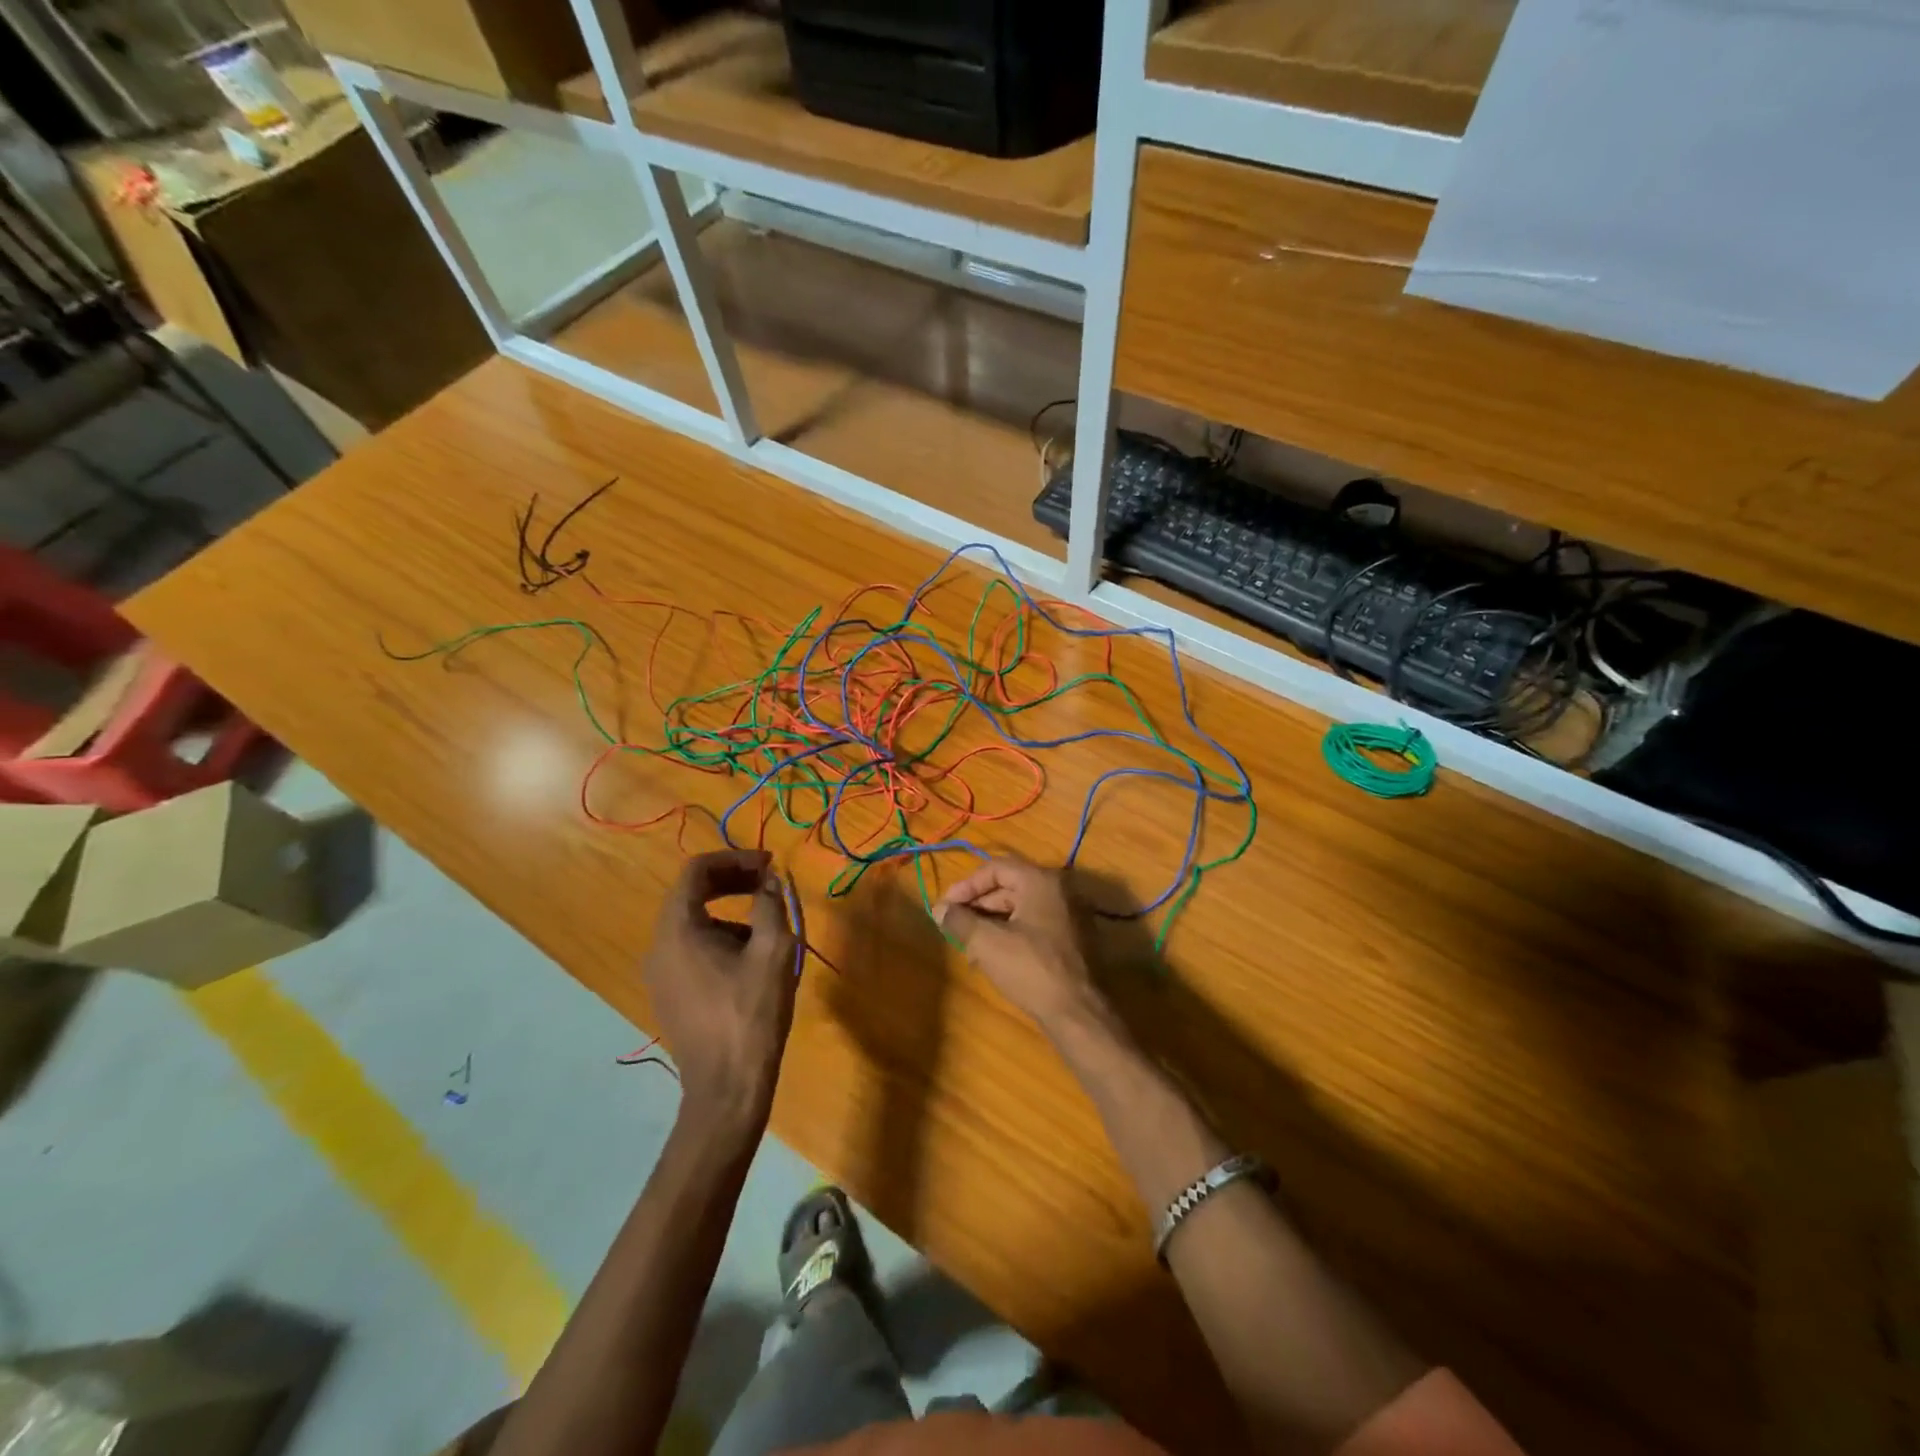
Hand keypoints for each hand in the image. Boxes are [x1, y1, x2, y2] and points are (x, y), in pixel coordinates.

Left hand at [643, 850, 798, 1134]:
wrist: (726, 1087)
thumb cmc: (751, 1013)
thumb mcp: (773, 951)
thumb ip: (771, 904)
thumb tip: (770, 879)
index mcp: (678, 929)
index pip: (697, 871)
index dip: (735, 859)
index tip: (769, 865)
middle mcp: (658, 946)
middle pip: (691, 894)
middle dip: (732, 882)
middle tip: (769, 883)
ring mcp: (659, 974)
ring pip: (692, 923)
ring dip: (729, 911)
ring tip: (767, 927)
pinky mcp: (668, 995)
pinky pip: (690, 949)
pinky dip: (718, 937)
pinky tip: (750, 959)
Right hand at [933, 856, 1104, 1034]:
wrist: (1078, 1013)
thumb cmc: (1031, 969)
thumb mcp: (987, 943)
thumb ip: (960, 920)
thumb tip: (939, 909)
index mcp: (1041, 881)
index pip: (996, 868)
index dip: (967, 885)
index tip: (946, 906)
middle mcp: (1060, 890)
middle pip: (1010, 887)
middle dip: (978, 906)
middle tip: (954, 926)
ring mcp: (1070, 915)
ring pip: (1022, 908)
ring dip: (992, 923)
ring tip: (969, 947)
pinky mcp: (1074, 939)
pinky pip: (1036, 925)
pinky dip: (1012, 933)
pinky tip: (994, 957)